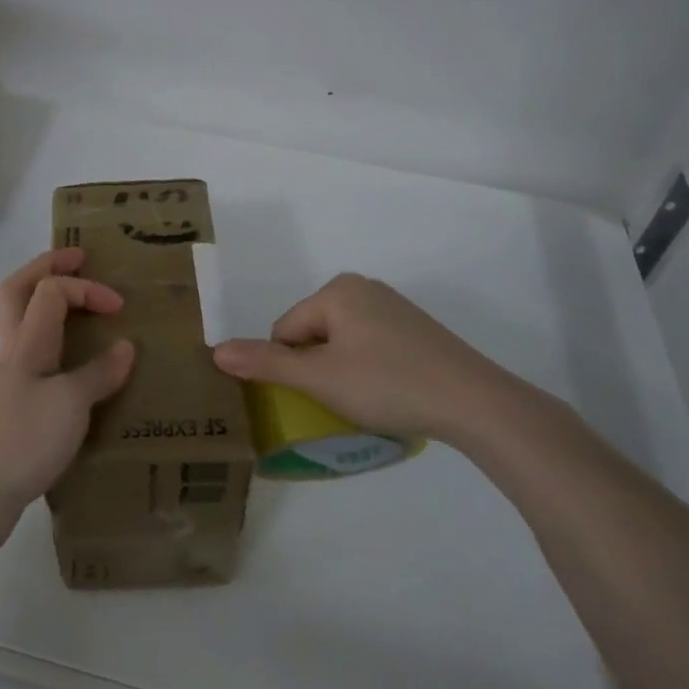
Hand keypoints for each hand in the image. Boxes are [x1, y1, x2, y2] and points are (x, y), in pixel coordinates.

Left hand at [0, 248, 134, 558]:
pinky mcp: (14, 412)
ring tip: (83, 310)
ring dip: (50, 307)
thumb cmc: (21, 439)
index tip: (119, 307)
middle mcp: (15, 353)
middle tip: (79, 259)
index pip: (50, 290)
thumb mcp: (70, 404)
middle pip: (19, 292)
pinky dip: (59, 354)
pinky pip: (38, 366)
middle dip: (47, 268)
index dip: (85, 288)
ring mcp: (11, 383)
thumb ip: (98, 373)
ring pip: (26, 326)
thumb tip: (125, 347)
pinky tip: (81, 373)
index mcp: (27, 343)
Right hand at [213, 273, 531, 446]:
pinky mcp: (415, 327)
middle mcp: (362, 286)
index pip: (285, 330)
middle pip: (312, 333)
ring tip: (368, 399)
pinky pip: (371, 345)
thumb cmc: (387, 384)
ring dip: (342, 370)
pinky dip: (370, 368)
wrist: (473, 401)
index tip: (320, 395)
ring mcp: (392, 305)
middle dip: (318, 367)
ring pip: (341, 341)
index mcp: (336, 289)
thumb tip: (214, 351)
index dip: (293, 368)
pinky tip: (390, 391)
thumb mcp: (319, 378)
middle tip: (343, 399)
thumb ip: (266, 363)